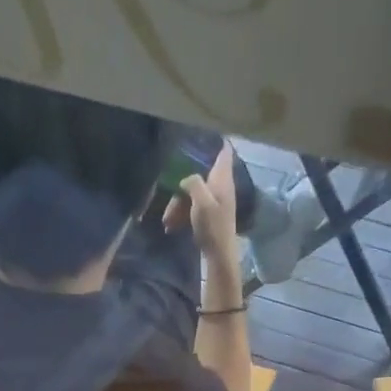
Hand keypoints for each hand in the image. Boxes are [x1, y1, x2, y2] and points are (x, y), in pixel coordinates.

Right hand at [164, 144, 239, 267]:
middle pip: (199, 175)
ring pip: (192, 194)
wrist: (219, 255)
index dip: (215, 141)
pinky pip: (192, 208)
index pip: (223, 151)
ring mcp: (214, 202)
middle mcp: (220, 186)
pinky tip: (171, 226)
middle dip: (181, 185)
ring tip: (166, 221)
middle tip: (169, 200)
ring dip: (177, 205)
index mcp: (222, 178)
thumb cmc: (213, 226)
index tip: (200, 135)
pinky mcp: (208, 216)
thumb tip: (185, 177)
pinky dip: (182, 215)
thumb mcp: (201, 202)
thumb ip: (193, 182)